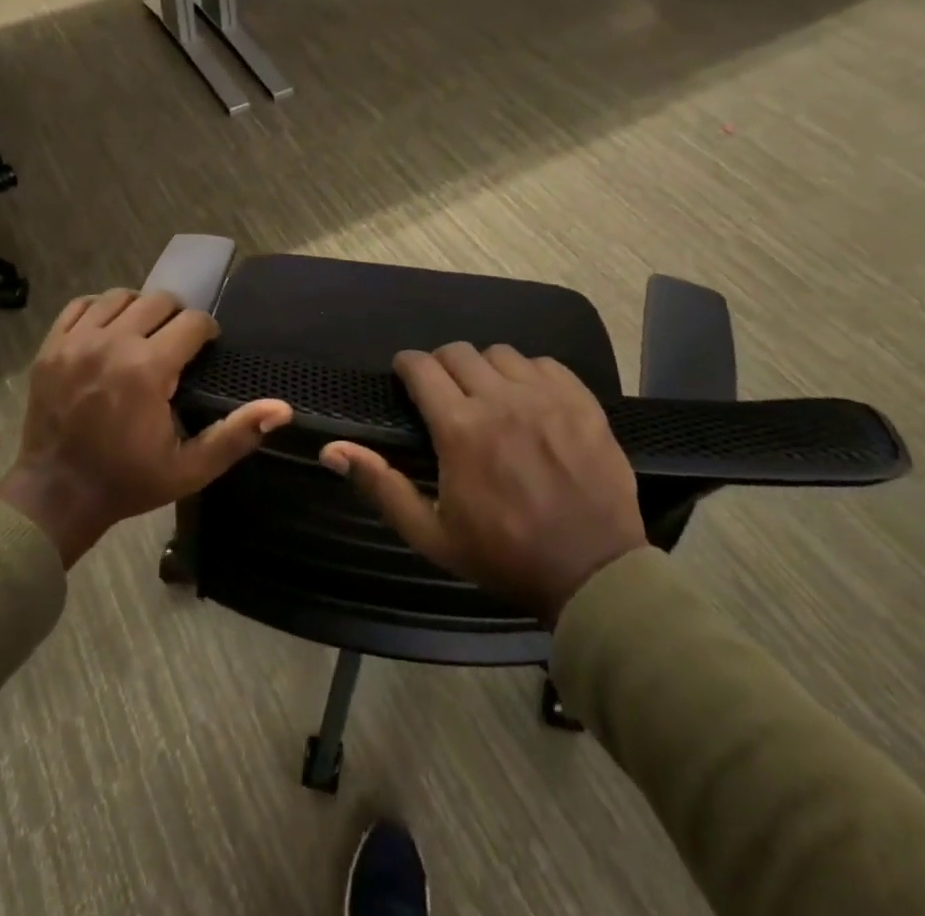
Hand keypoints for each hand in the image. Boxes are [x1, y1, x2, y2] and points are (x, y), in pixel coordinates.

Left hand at [0, 289, 291, 566]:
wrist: (55, 495)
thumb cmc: (127, 481)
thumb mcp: (190, 468)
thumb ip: (236, 434)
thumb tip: (281, 409)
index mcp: (148, 369)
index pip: (191, 322)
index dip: (206, 331)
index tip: (206, 347)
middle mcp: (112, 343)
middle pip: (158, 300)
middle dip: (176, 317)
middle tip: (177, 344)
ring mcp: (76, 342)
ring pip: (120, 297)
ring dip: (140, 310)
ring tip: (144, 335)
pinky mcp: (51, 347)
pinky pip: (81, 306)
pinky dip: (100, 311)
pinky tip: (108, 332)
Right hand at [319, 343, 646, 622]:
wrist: (593, 574)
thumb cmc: (503, 555)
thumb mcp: (431, 534)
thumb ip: (381, 485)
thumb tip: (332, 449)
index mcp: (460, 428)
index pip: (421, 366)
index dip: (407, 365)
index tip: (406, 377)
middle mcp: (500, 399)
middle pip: (458, 352)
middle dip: (442, 365)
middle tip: (445, 393)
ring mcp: (545, 396)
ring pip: (501, 354)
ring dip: (485, 369)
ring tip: (488, 396)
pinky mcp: (582, 401)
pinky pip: (545, 364)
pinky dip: (528, 374)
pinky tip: (529, 400)